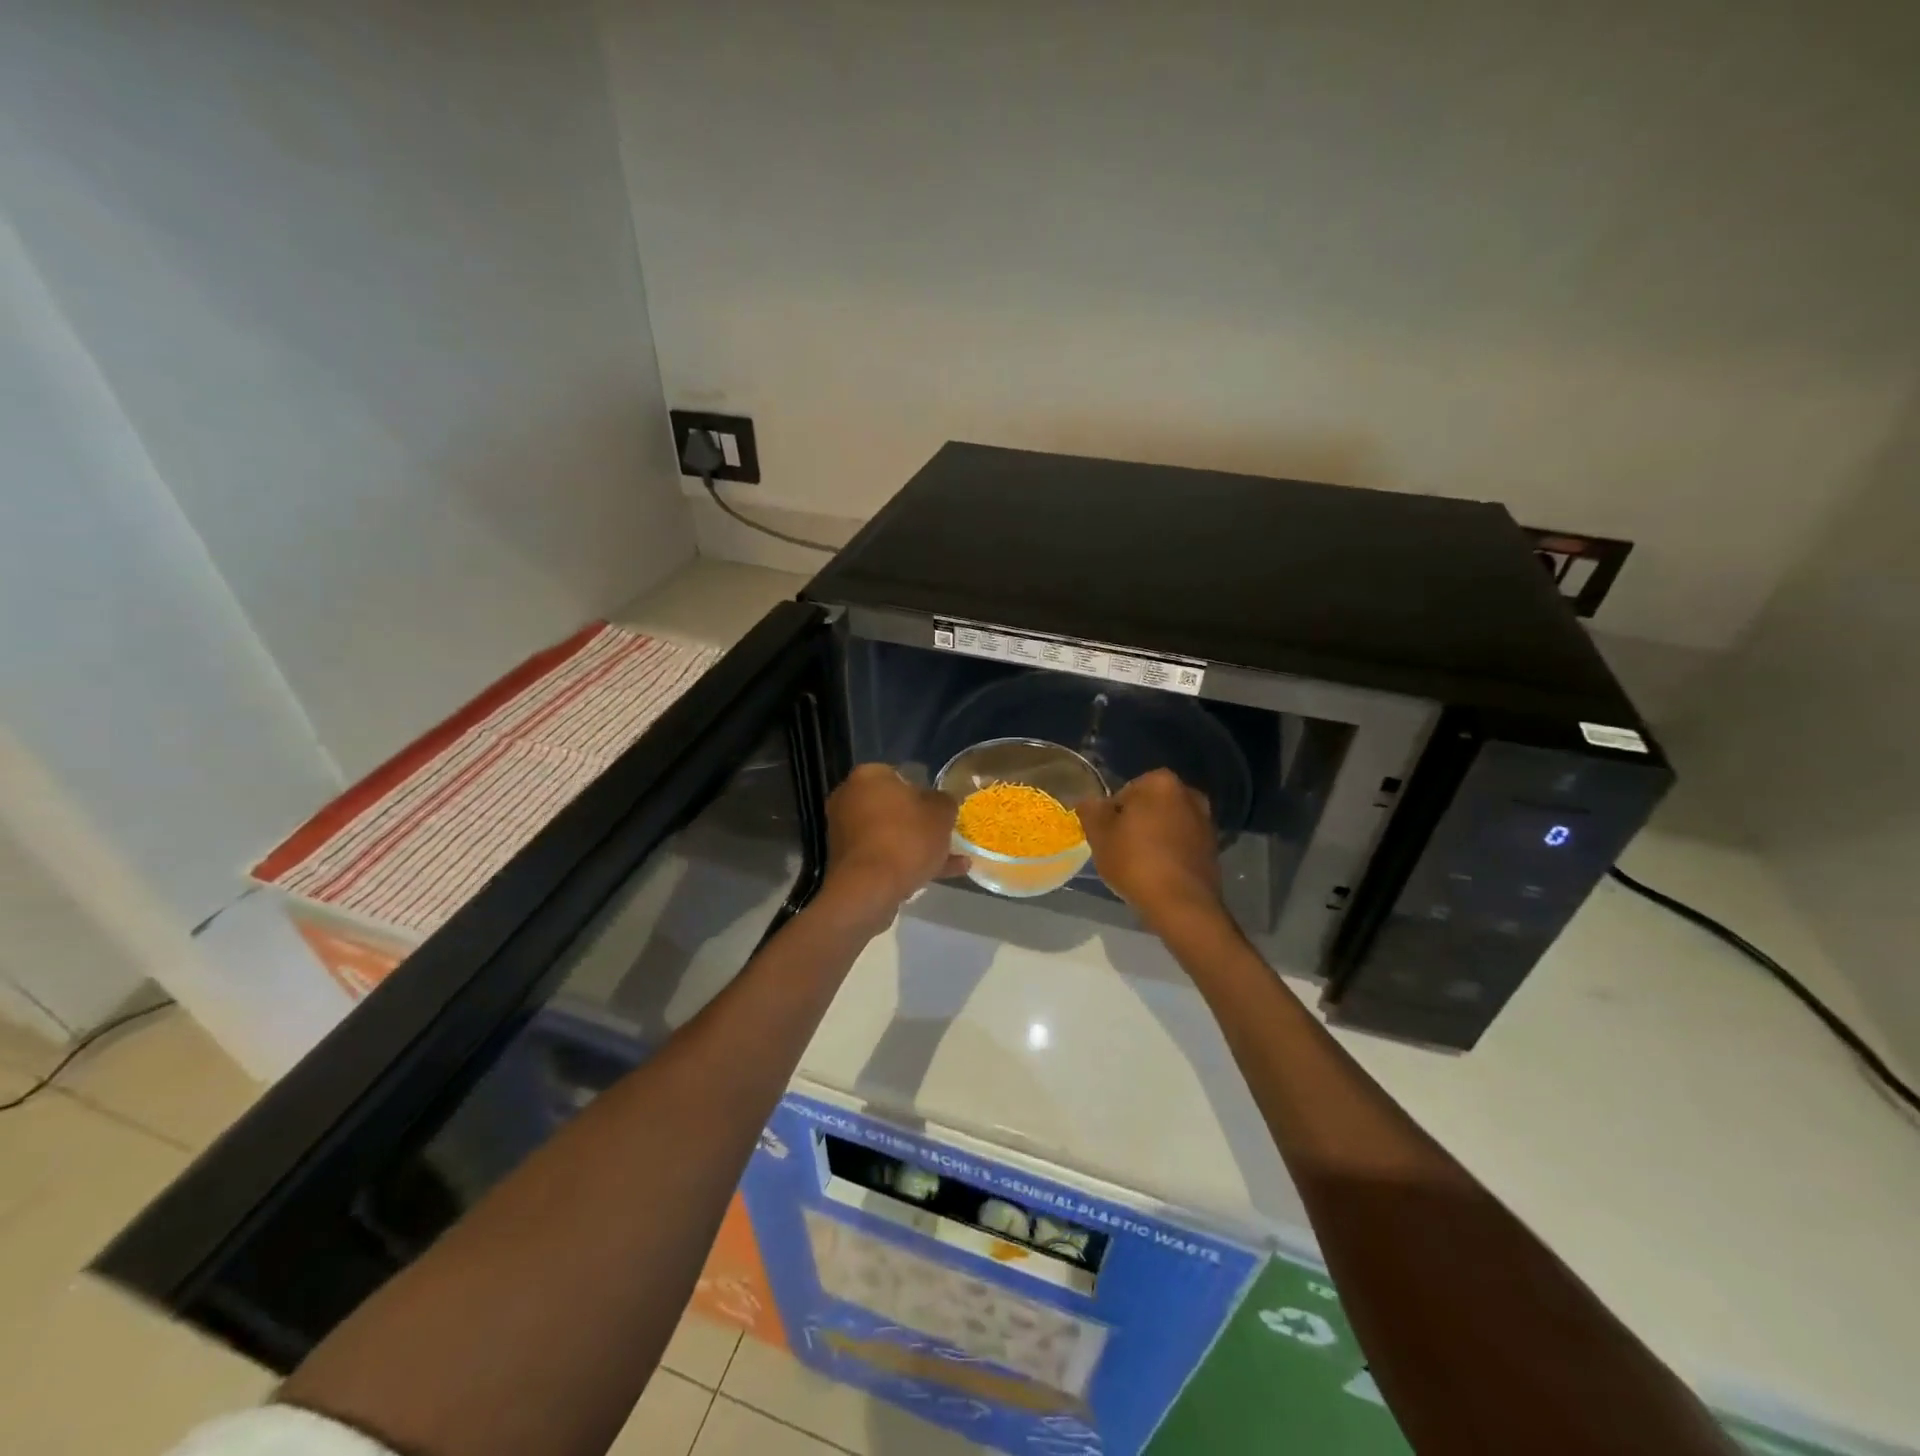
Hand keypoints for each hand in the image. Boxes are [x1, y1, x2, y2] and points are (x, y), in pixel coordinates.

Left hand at [816, 764, 965, 931]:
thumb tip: (942, 801)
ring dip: (917, 845)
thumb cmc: (907, 837)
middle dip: (920, 820)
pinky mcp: (847, 861)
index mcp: (868, 776)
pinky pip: (883, 855)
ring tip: (952, 859)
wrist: (870, 888)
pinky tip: (939, 875)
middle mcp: (849, 798)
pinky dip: (906, 862)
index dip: (924, 789)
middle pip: (893, 806)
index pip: (899, 773)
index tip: (941, 806)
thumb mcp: (941, 813)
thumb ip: (945, 801)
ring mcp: (844, 831)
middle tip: (944, 832)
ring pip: (890, 834)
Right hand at [1077, 768, 1225, 930]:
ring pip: (1167, 825)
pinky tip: (1159, 874)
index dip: (1111, 815)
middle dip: (1136, 823)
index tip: (1107, 837)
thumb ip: (1091, 810)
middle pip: (1149, 806)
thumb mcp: (1099, 835)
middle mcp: (1189, 794)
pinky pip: (1182, 843)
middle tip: (1120, 850)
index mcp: (1160, 782)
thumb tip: (1091, 801)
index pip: (1124, 792)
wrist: (1182, 904)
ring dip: (1154, 838)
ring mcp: (1205, 821)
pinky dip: (1170, 853)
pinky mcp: (1214, 847)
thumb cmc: (1135, 862)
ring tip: (1139, 865)